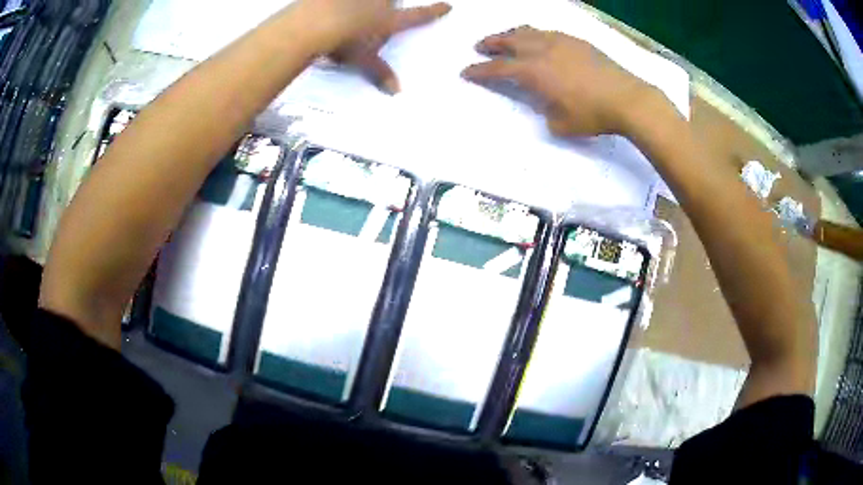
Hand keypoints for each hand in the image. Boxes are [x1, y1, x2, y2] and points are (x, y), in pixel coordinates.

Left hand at [302, 0, 450, 93]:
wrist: (317, 22)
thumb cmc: (345, 42)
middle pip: (392, 1)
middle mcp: (381, 3)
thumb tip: (396, 92)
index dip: (434, 11)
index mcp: (390, 21)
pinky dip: (341, 2)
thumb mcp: (362, 60)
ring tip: (356, 10)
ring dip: (366, 4)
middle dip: (388, 5)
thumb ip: (379, 72)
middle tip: (381, 11)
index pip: (418, 16)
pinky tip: (333, 6)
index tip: (447, 6)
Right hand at [462, 26, 657, 136]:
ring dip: (511, 34)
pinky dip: (535, 35)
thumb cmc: (592, 115)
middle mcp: (542, 50)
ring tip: (506, 38)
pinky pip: (548, 32)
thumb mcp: (559, 124)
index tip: (466, 71)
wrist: (627, 99)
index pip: (498, 69)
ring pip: (528, 31)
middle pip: (509, 41)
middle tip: (480, 47)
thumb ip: (543, 110)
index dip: (479, 70)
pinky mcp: (577, 41)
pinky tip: (539, 40)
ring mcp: (561, 42)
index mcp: (533, 72)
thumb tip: (542, 101)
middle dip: (491, 43)